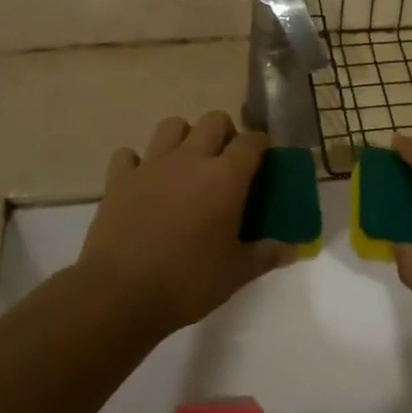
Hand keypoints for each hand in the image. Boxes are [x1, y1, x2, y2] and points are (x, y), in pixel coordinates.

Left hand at [78, 112, 283, 333]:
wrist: (121, 292)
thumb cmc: (189, 281)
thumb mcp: (237, 272)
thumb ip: (267, 254)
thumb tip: (292, 250)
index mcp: (225, 177)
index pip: (252, 142)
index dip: (261, 145)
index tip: (264, 159)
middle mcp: (190, 159)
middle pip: (213, 120)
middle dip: (225, 133)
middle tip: (226, 162)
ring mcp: (151, 165)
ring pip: (171, 125)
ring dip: (183, 137)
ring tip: (186, 164)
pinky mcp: (119, 179)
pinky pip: (128, 154)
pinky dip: (137, 162)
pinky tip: (143, 182)